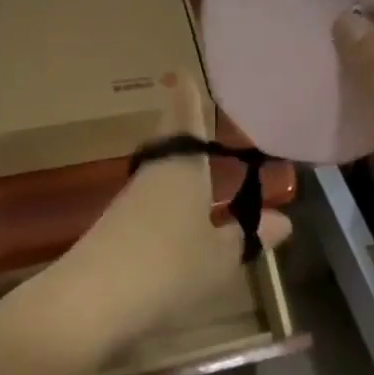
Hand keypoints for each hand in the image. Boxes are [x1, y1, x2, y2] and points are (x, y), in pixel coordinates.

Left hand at [41, 78, 291, 363]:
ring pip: (161, 173)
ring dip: (181, 169)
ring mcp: (131, 200)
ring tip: (204, 169)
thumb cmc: (169, 267)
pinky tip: (182, 218)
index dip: (187, 95)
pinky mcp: (116, 228)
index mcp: (183, 166)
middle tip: (205, 119)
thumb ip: (248, 236)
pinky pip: (152, 201)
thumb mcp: (221, 257)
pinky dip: (170, 200)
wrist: (90, 302)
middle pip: (170, 142)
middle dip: (186, 131)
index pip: (185, 117)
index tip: (184, 72)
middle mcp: (155, 173)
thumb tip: (282, 221)